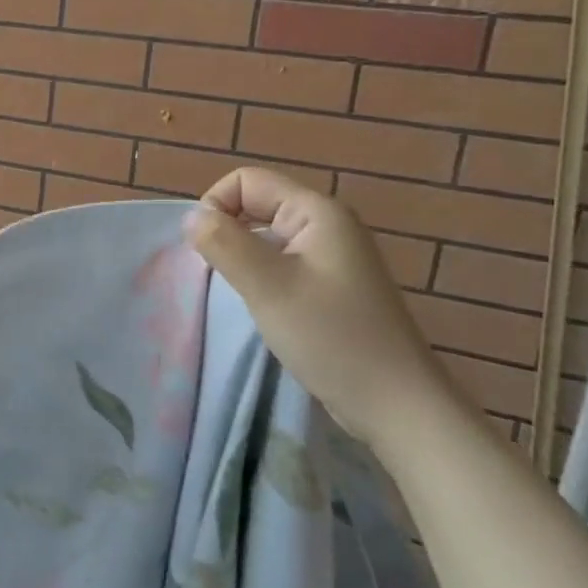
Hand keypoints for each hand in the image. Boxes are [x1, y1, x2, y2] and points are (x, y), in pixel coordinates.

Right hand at [185, 165, 455, 451]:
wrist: (397, 406)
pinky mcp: (331, 285)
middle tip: (224, 277)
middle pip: (257, 204)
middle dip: (229, 233)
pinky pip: (281, 262)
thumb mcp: (267, 286)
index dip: (217, 206)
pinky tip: (265, 308)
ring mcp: (332, 256)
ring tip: (244, 295)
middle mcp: (327, 224)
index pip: (247, 181)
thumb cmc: (331, 337)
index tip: (208, 251)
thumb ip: (223, 243)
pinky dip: (262, 277)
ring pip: (266, 236)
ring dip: (244, 259)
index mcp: (317, 212)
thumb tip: (191, 216)